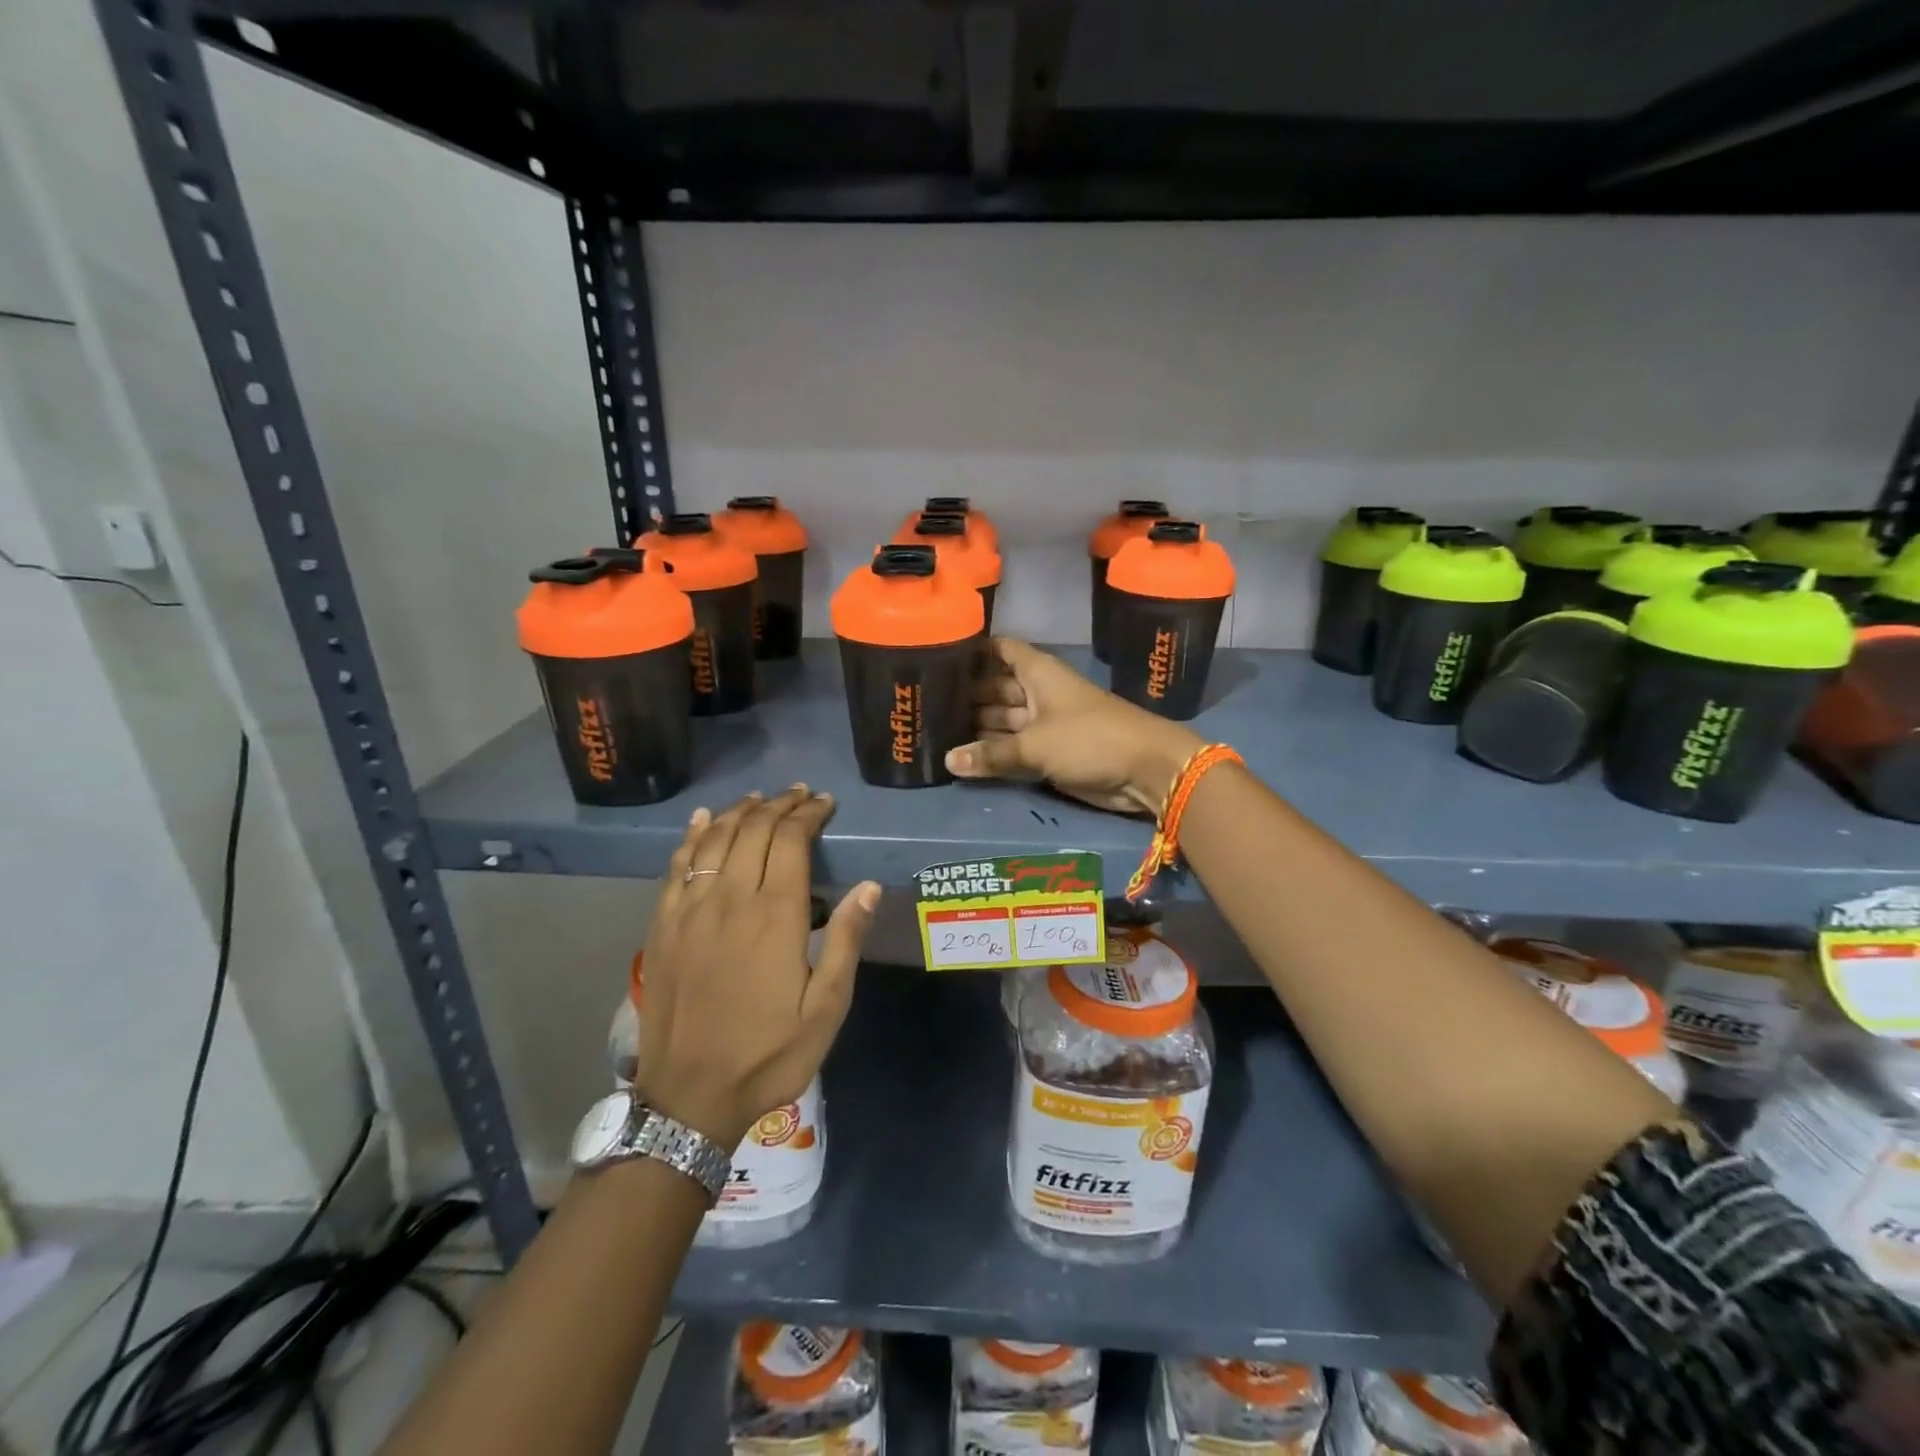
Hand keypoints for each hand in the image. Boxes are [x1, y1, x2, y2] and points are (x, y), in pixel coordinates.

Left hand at [632, 787, 880, 1147]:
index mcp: (774, 915)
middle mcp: (729, 899)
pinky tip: (704, 820)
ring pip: (715, 839)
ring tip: (761, 798)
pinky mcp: (662, 925)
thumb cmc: (768, 1055)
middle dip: (780, 805)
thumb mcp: (826, 1008)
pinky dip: (693, 835)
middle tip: (800, 795)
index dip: (808, 814)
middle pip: (753, 830)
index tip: (825, 803)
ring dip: (740, 812)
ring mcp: (689, 910)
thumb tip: (868, 887)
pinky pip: (677, 865)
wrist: (688, 1098)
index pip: (790, 840)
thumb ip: (845, 941)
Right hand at [944, 638, 1204, 814]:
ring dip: (976, 725)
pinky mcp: (1051, 750)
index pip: (999, 649)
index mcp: (1038, 671)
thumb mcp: (1035, 745)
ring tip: (934, 730)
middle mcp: (1039, 691)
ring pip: (1003, 719)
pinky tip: (963, 757)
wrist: (1146, 770)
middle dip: (966, 694)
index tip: (937, 655)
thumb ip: (991, 754)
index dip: (972, 649)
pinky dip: (994, 750)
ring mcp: (1045, 721)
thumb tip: (947, 760)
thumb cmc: (1090, 739)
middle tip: (924, 703)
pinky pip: (1015, 745)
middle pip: (995, 686)